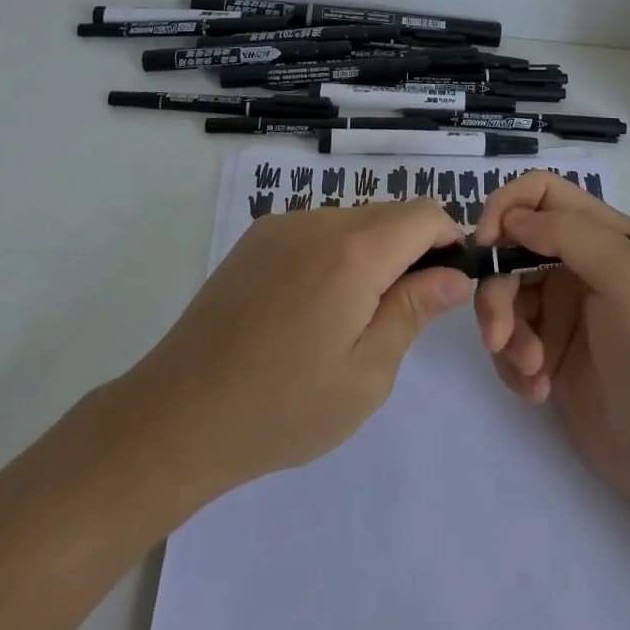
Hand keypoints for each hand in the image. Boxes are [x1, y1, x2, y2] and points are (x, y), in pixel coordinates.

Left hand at [125, 202, 469, 497]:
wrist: (176, 416)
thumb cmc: (282, 408)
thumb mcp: (366, 375)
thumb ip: (414, 312)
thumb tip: (453, 274)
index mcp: (355, 252)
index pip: (425, 213)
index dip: (448, 240)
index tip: (445, 286)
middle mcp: (320, 221)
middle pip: (390, 214)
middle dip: (410, 251)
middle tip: (397, 315)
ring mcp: (283, 224)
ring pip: (353, 220)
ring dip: (370, 253)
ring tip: (346, 319)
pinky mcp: (256, 237)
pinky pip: (317, 230)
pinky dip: (334, 254)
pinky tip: (308, 309)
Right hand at [473, 171, 629, 507]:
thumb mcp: (629, 278)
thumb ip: (570, 234)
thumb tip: (511, 219)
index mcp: (601, 234)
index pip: (539, 192)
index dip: (506, 207)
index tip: (487, 245)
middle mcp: (576, 263)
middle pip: (510, 247)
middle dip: (496, 288)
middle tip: (498, 334)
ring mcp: (560, 310)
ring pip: (502, 294)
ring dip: (504, 331)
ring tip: (531, 371)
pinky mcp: (547, 353)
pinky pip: (507, 340)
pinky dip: (512, 363)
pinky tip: (539, 390)